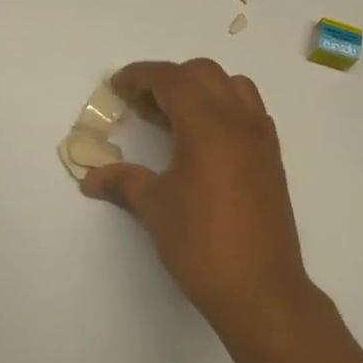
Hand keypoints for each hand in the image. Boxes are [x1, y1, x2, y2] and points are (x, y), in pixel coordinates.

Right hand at [82, 60, 317, 338]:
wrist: (260, 288)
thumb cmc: (201, 244)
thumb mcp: (154, 208)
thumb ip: (122, 181)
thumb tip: (90, 177)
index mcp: (208, 124)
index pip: (171, 78)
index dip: (140, 76)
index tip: (117, 88)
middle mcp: (239, 120)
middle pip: (203, 73)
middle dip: (168, 80)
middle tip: (140, 106)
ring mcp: (261, 137)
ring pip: (232, 87)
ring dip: (200, 90)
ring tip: (173, 120)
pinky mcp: (272, 158)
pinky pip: (248, 112)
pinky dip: (223, 109)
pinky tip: (202, 142)